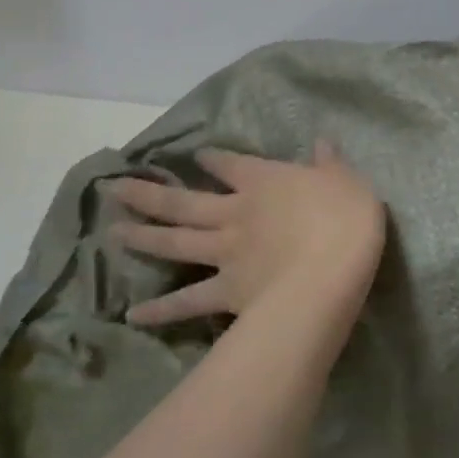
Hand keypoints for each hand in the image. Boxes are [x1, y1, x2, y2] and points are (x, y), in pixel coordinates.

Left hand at [110, 142, 385, 329]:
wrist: (329, 271)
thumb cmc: (344, 218)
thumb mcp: (346, 180)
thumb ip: (330, 163)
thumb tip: (322, 142)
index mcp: (265, 181)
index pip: (232, 164)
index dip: (214, 158)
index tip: (198, 155)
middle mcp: (236, 212)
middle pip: (185, 202)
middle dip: (149, 194)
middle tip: (114, 188)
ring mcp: (226, 253)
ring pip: (177, 242)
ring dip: (143, 238)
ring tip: (112, 233)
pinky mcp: (226, 291)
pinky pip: (189, 301)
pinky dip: (161, 309)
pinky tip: (133, 315)